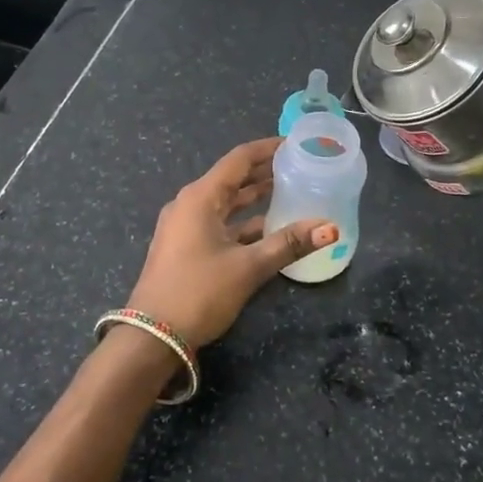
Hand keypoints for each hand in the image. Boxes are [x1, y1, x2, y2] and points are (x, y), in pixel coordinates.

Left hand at [124, 138, 336, 350]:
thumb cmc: (199, 292)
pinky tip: (269, 229)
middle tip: (299, 167)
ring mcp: (184, 227)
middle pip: (232, 178)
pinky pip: (219, 223)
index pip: (239, 159)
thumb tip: (330, 228)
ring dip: (255, 197)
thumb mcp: (248, 267)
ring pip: (226, 203)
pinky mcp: (185, 247)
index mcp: (200, 197)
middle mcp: (190, 204)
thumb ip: (289, 244)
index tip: (295, 144)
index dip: (267, 149)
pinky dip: (243, 222)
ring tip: (289, 192)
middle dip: (264, 171)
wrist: (151, 337)